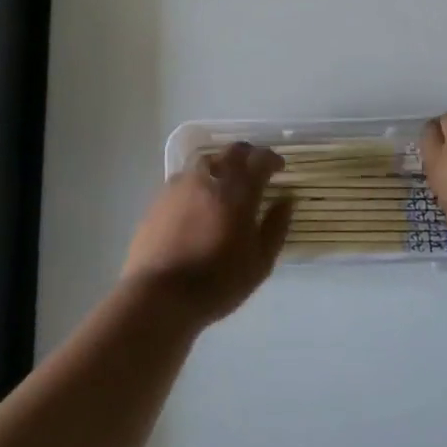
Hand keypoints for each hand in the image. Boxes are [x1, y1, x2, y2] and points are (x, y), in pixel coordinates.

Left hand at [122, 143, 293, 327]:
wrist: (159, 294)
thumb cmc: (217, 282)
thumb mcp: (259, 262)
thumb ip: (276, 227)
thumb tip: (286, 200)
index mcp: (238, 191)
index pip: (259, 159)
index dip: (272, 159)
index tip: (280, 167)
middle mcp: (209, 177)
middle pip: (232, 151)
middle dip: (248, 155)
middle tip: (255, 170)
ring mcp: (181, 184)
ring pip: (206, 160)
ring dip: (221, 165)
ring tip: (226, 184)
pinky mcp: (160, 197)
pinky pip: (186, 178)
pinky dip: (199, 182)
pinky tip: (199, 201)